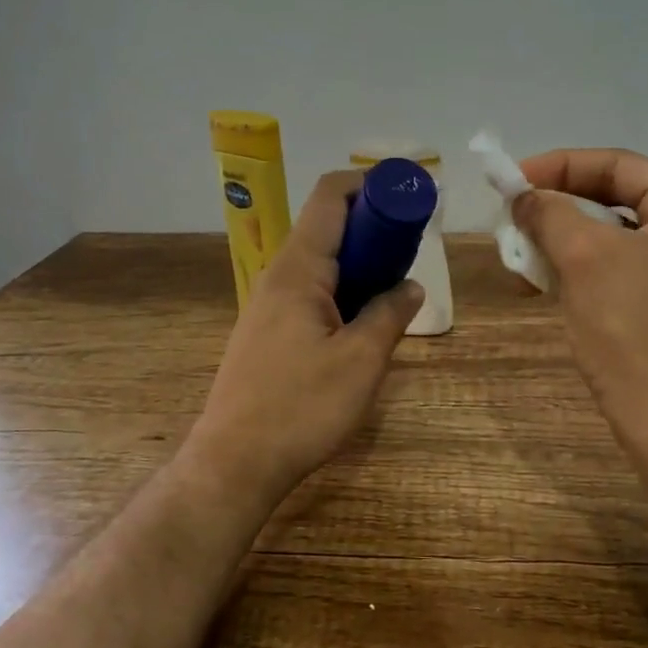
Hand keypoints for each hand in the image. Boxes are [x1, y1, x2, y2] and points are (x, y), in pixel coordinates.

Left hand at [188, 170, 424, 501]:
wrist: (236, 462)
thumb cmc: (301, 408)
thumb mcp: (361, 361)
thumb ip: (390, 315)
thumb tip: (411, 286)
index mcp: (298, 269)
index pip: (331, 197)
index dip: (371, 184)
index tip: (409, 198)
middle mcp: (278, 276)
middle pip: (326, 225)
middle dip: (372, 226)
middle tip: (411, 249)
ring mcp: (268, 305)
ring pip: (319, 261)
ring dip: (359, 261)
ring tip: (394, 286)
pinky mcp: (267, 331)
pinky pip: (310, 290)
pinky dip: (342, 288)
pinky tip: (362, 321)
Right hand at [515, 149, 647, 466]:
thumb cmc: (635, 331)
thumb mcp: (586, 259)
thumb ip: (550, 213)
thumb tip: (522, 195)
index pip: (618, 165)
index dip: (559, 166)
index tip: (511, 181)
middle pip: (615, 200)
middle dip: (558, 208)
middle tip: (511, 217)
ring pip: (612, 239)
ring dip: (562, 241)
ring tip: (519, 253)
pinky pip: (618, 272)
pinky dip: (579, 271)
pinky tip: (544, 283)